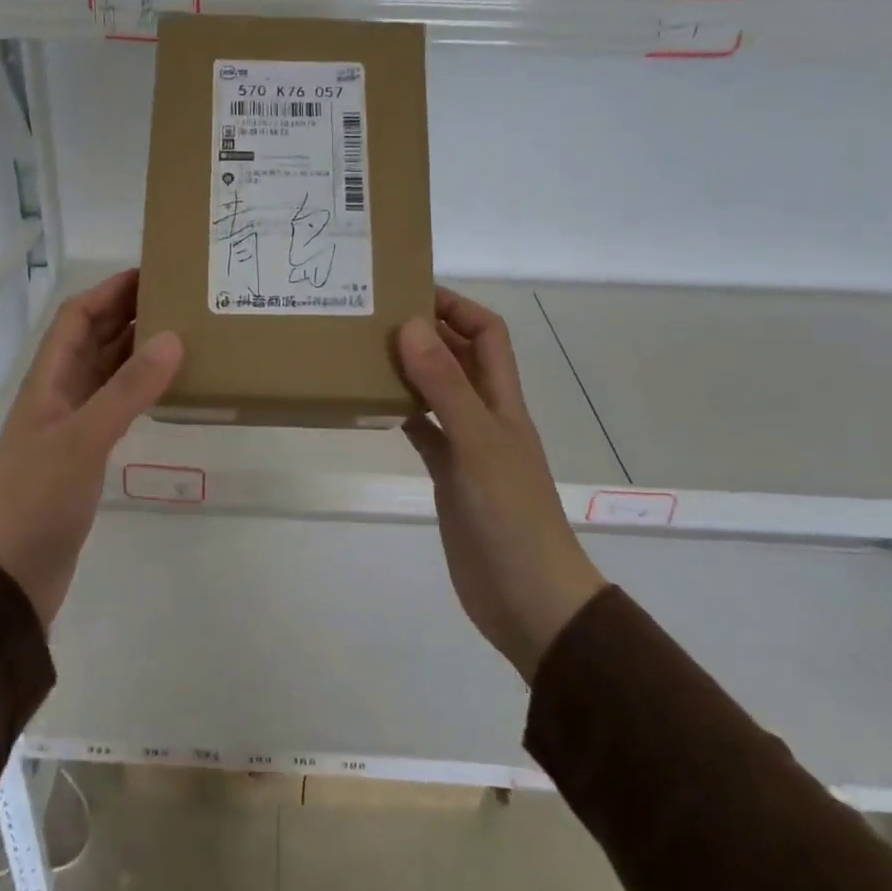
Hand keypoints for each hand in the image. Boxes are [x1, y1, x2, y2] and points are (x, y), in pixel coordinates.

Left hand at [0, 269, 181, 627]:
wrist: (10, 576)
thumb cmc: (37, 499)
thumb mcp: (84, 439)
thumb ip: (128, 390)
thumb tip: (173, 337)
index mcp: (48, 380)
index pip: (76, 317)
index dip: (109, 291)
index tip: (152, 272)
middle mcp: (59, 394)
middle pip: (93, 339)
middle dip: (129, 314)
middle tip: (180, 299)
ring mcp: (71, 426)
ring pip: (107, 372)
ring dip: (137, 350)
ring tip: (183, 334)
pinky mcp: (85, 455)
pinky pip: (116, 405)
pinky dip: (140, 389)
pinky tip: (168, 388)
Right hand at [397, 288, 606, 680]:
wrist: (527, 598)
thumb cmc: (510, 515)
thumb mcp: (477, 443)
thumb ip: (445, 386)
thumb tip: (411, 324)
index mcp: (503, 399)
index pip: (487, 333)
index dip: (456, 306)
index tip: (409, 292)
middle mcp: (486, 414)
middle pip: (460, 357)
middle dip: (426, 331)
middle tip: (373, 316)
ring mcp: (467, 446)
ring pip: (437, 391)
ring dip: (409, 369)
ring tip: (364, 351)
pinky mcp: (448, 475)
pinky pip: (422, 430)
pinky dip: (400, 412)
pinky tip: (370, 405)